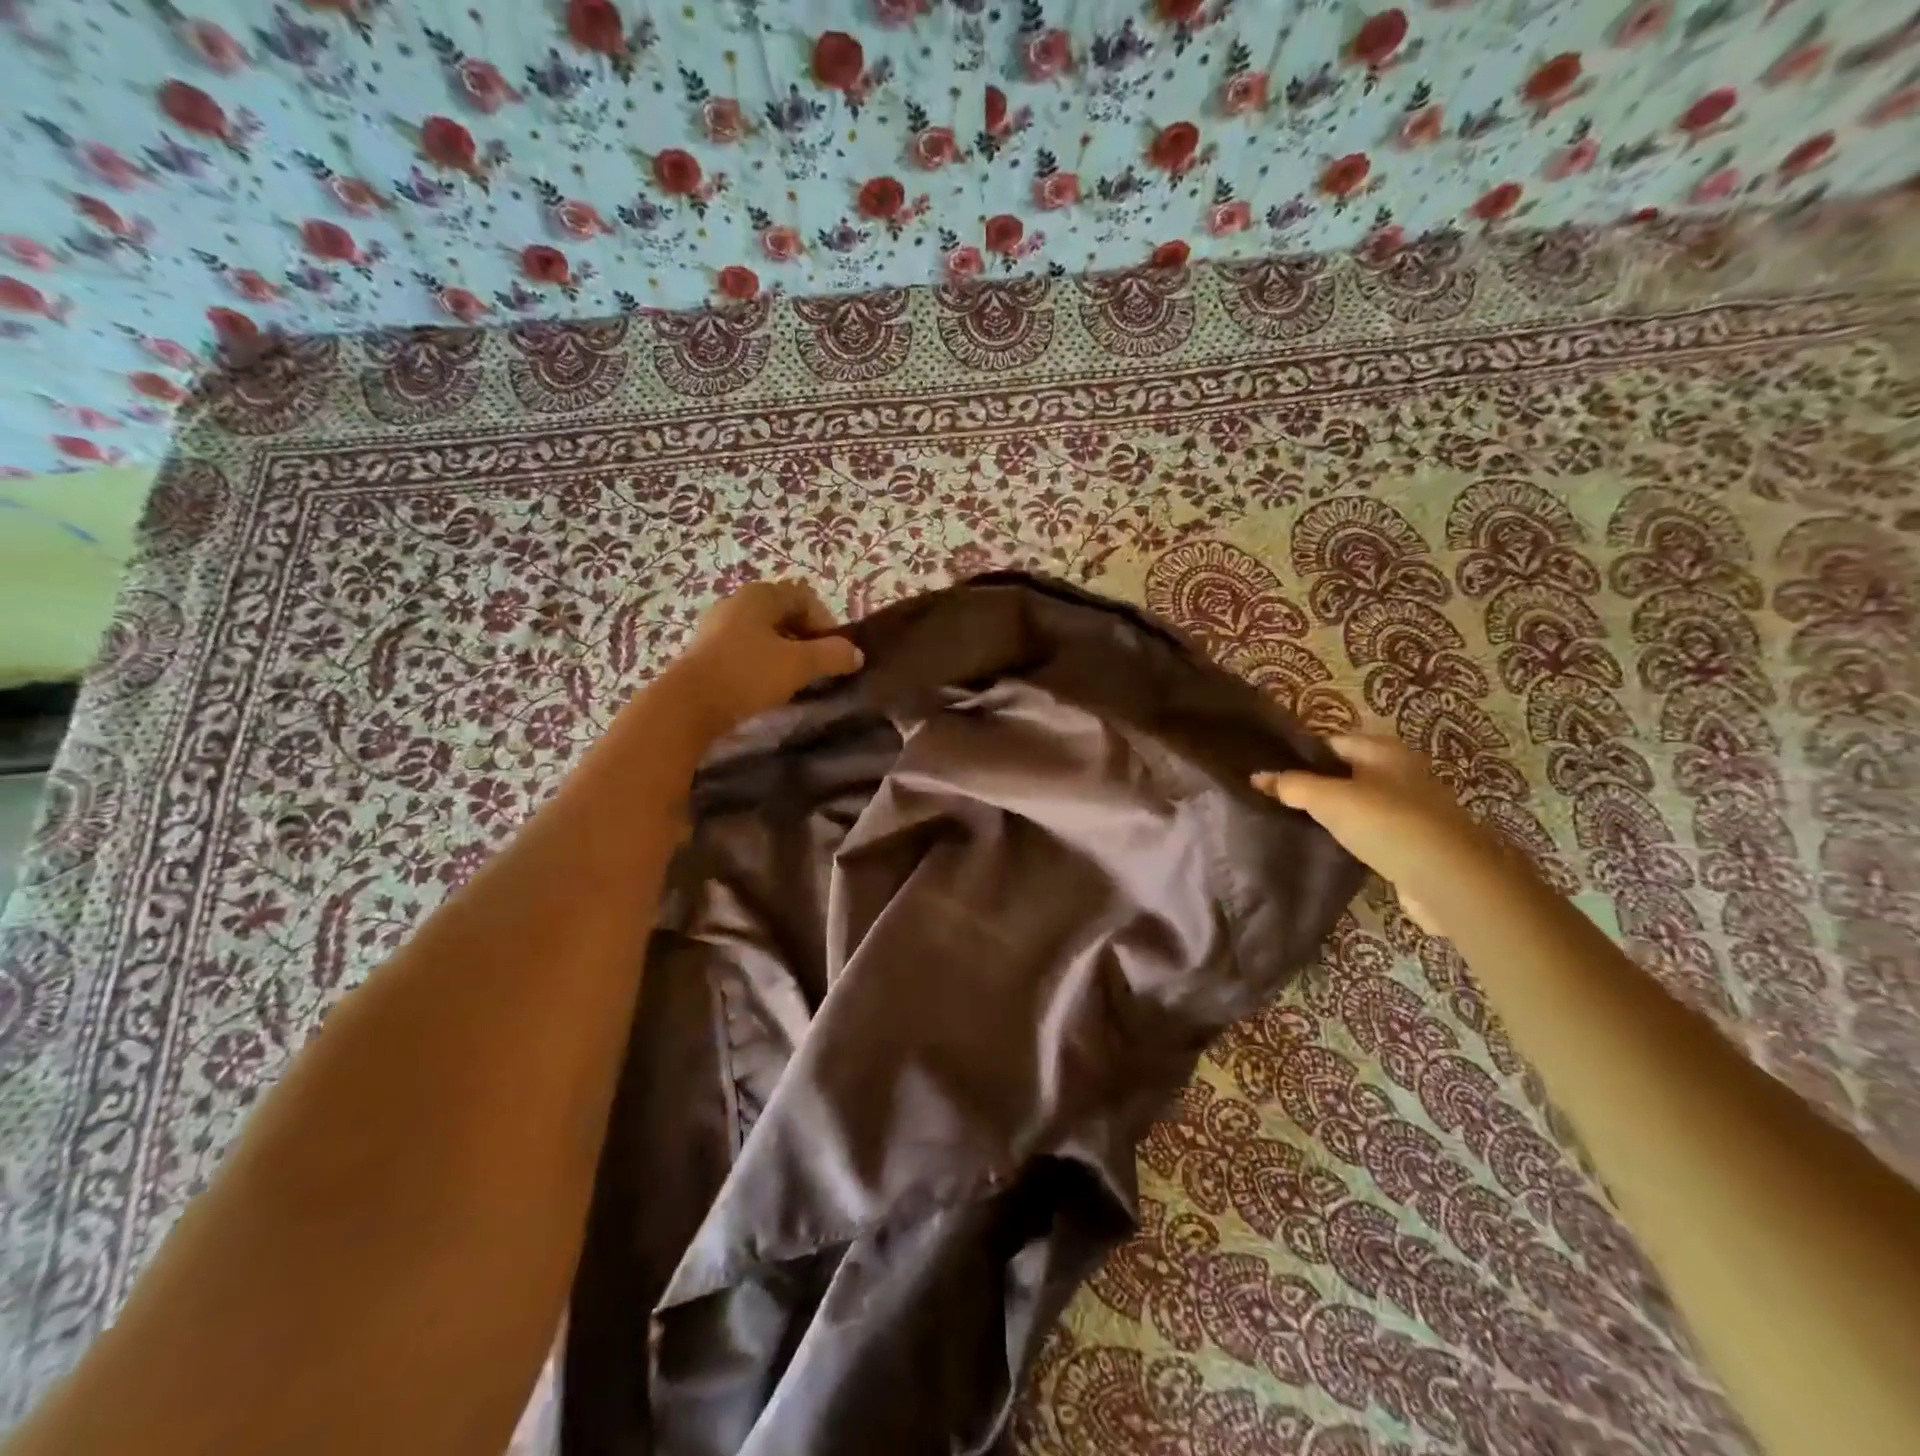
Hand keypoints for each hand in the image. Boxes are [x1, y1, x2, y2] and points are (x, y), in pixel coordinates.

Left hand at [667, 580, 863, 735]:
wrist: (688, 705)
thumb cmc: (748, 674)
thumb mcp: (799, 665)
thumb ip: (833, 655)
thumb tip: (856, 654)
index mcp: (760, 595)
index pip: (805, 597)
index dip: (825, 622)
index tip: (832, 653)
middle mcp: (737, 603)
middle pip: (784, 615)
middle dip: (806, 639)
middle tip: (816, 668)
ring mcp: (716, 627)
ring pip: (763, 634)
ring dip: (784, 653)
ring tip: (792, 680)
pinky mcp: (705, 652)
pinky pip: (744, 650)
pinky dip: (761, 664)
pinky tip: (764, 687)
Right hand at [1252, 735, 1498, 935]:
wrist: (1447, 879)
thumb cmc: (1385, 823)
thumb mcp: (1328, 799)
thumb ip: (1291, 785)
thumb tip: (1256, 776)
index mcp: (1384, 750)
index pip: (1331, 742)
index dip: (1300, 755)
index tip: (1270, 771)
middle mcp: (1402, 772)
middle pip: (1346, 772)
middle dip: (1315, 784)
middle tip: (1276, 798)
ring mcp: (1412, 808)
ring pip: (1359, 803)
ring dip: (1333, 813)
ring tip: (1294, 823)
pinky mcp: (1415, 842)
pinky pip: (1372, 831)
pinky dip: (1351, 836)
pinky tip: (1329, 847)